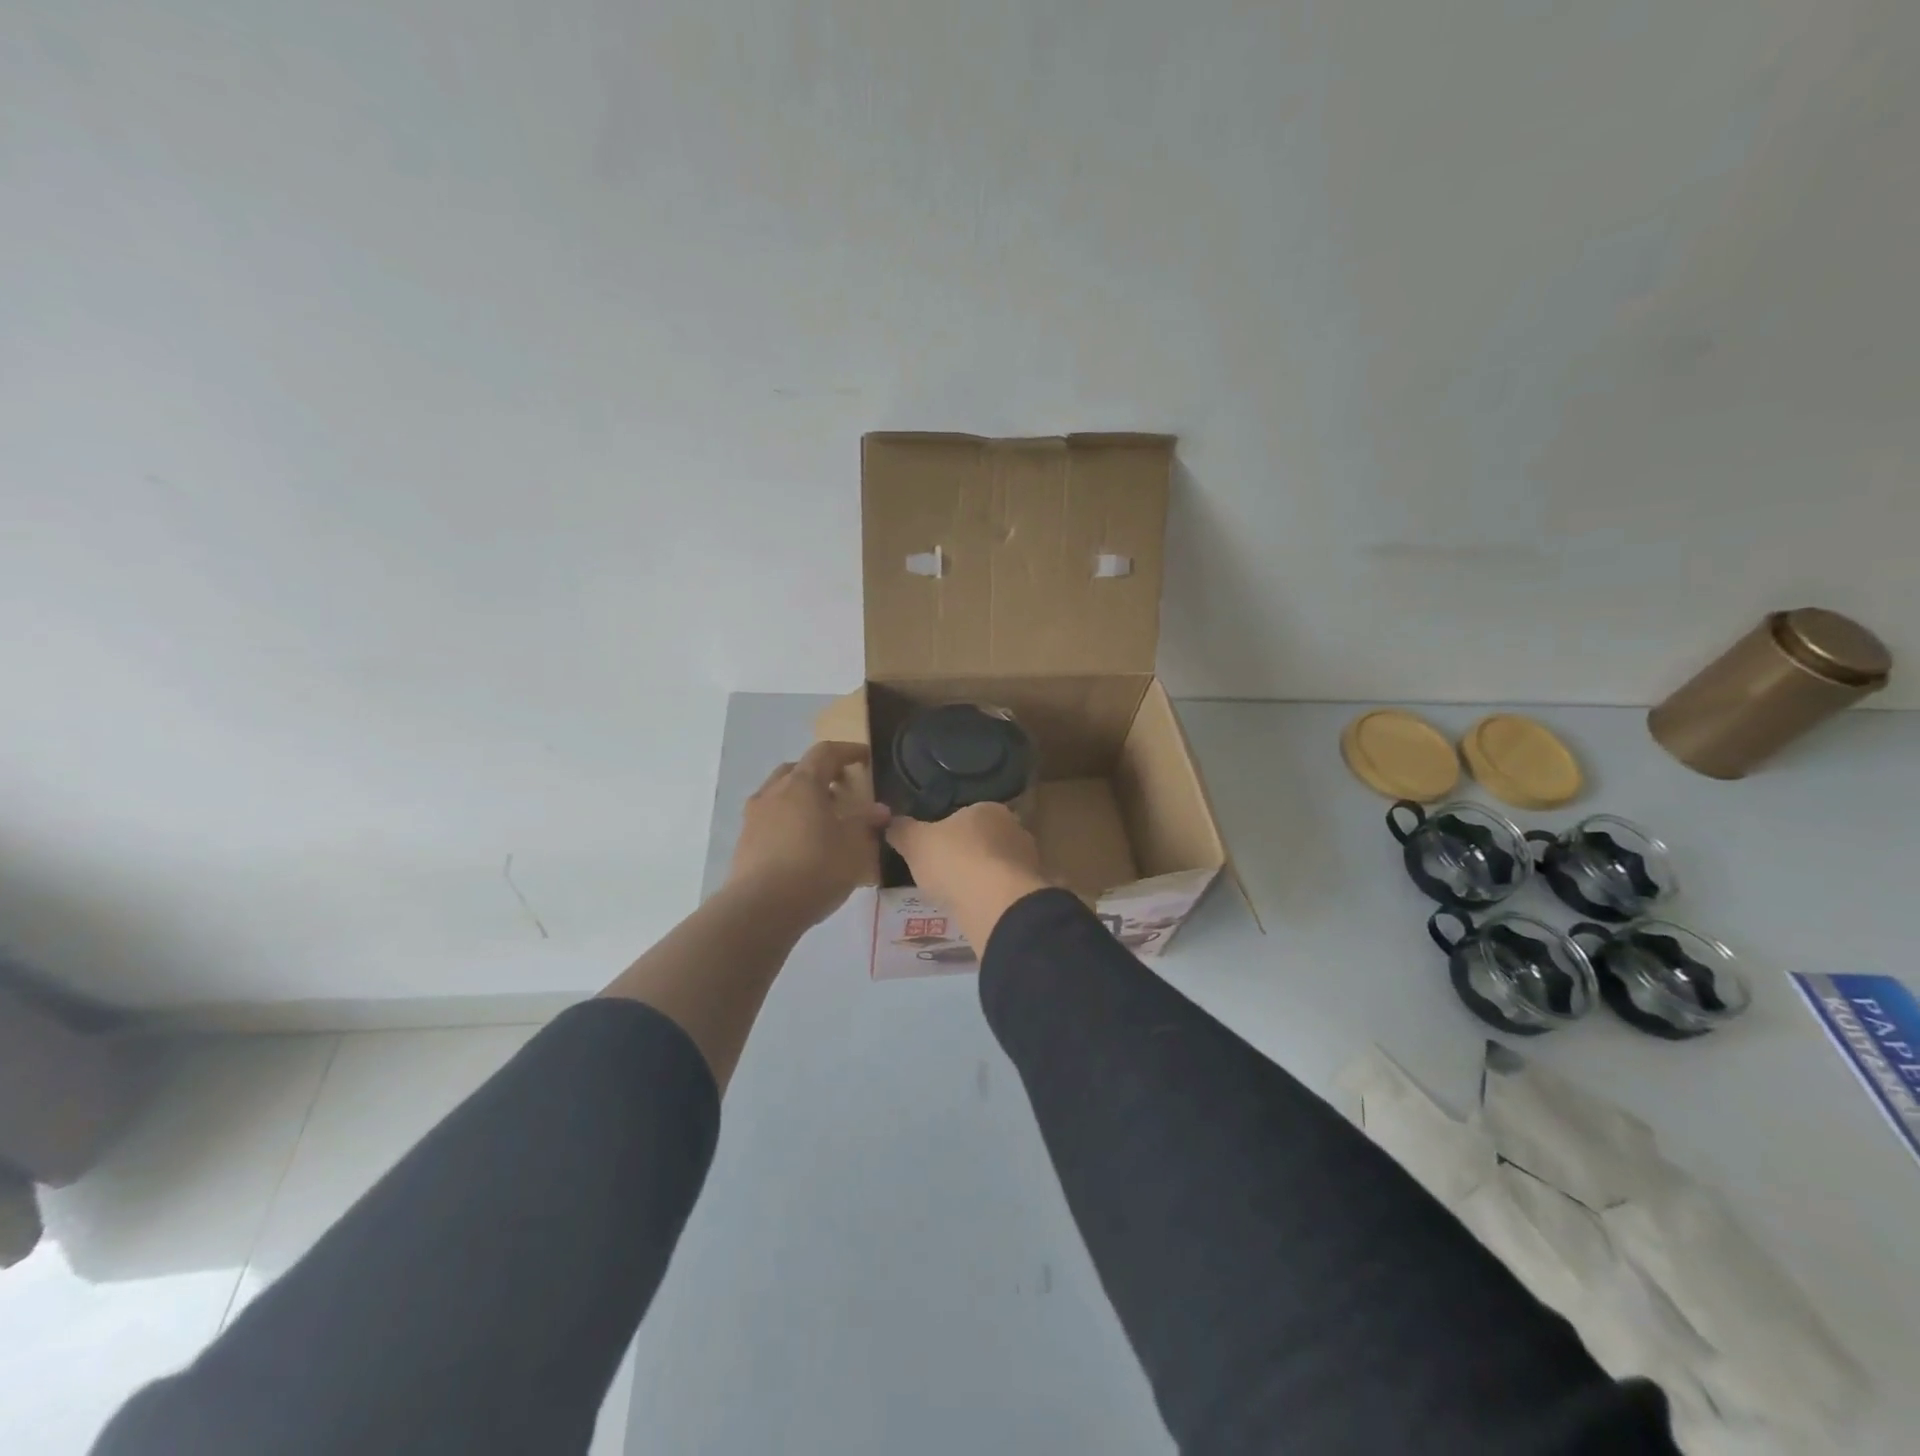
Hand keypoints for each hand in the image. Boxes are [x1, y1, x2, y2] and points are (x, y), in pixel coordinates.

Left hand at [726, 742, 890, 927]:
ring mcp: (754, 816)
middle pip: (798, 769)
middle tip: (843, 790)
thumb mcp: (853, 846)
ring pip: (780, 793)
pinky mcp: (744, 842)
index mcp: (803, 783)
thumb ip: (866, 823)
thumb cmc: (815, 868)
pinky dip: (788, 820)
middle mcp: (774, 792)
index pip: (825, 752)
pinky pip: (770, 818)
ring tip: (822, 819)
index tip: (865, 758)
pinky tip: (802, 844)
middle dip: (821, 774)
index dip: (848, 751)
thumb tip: (879, 810)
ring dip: (802, 798)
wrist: (761, 909)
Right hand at [887, 803, 1050, 951]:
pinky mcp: (1033, 891)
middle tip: (947, 873)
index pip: (970, 815)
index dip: (952, 831)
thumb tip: (888, 821)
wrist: (996, 904)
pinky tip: (979, 910)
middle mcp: (1015, 829)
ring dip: (985, 878)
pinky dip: (995, 898)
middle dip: (971, 854)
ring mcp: (1029, 861)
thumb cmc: (954, 860)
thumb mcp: (915, 843)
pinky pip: (1008, 891)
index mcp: (989, 809)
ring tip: (962, 896)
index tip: (937, 849)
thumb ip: (901, 830)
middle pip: (988, 839)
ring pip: (1000, 866)